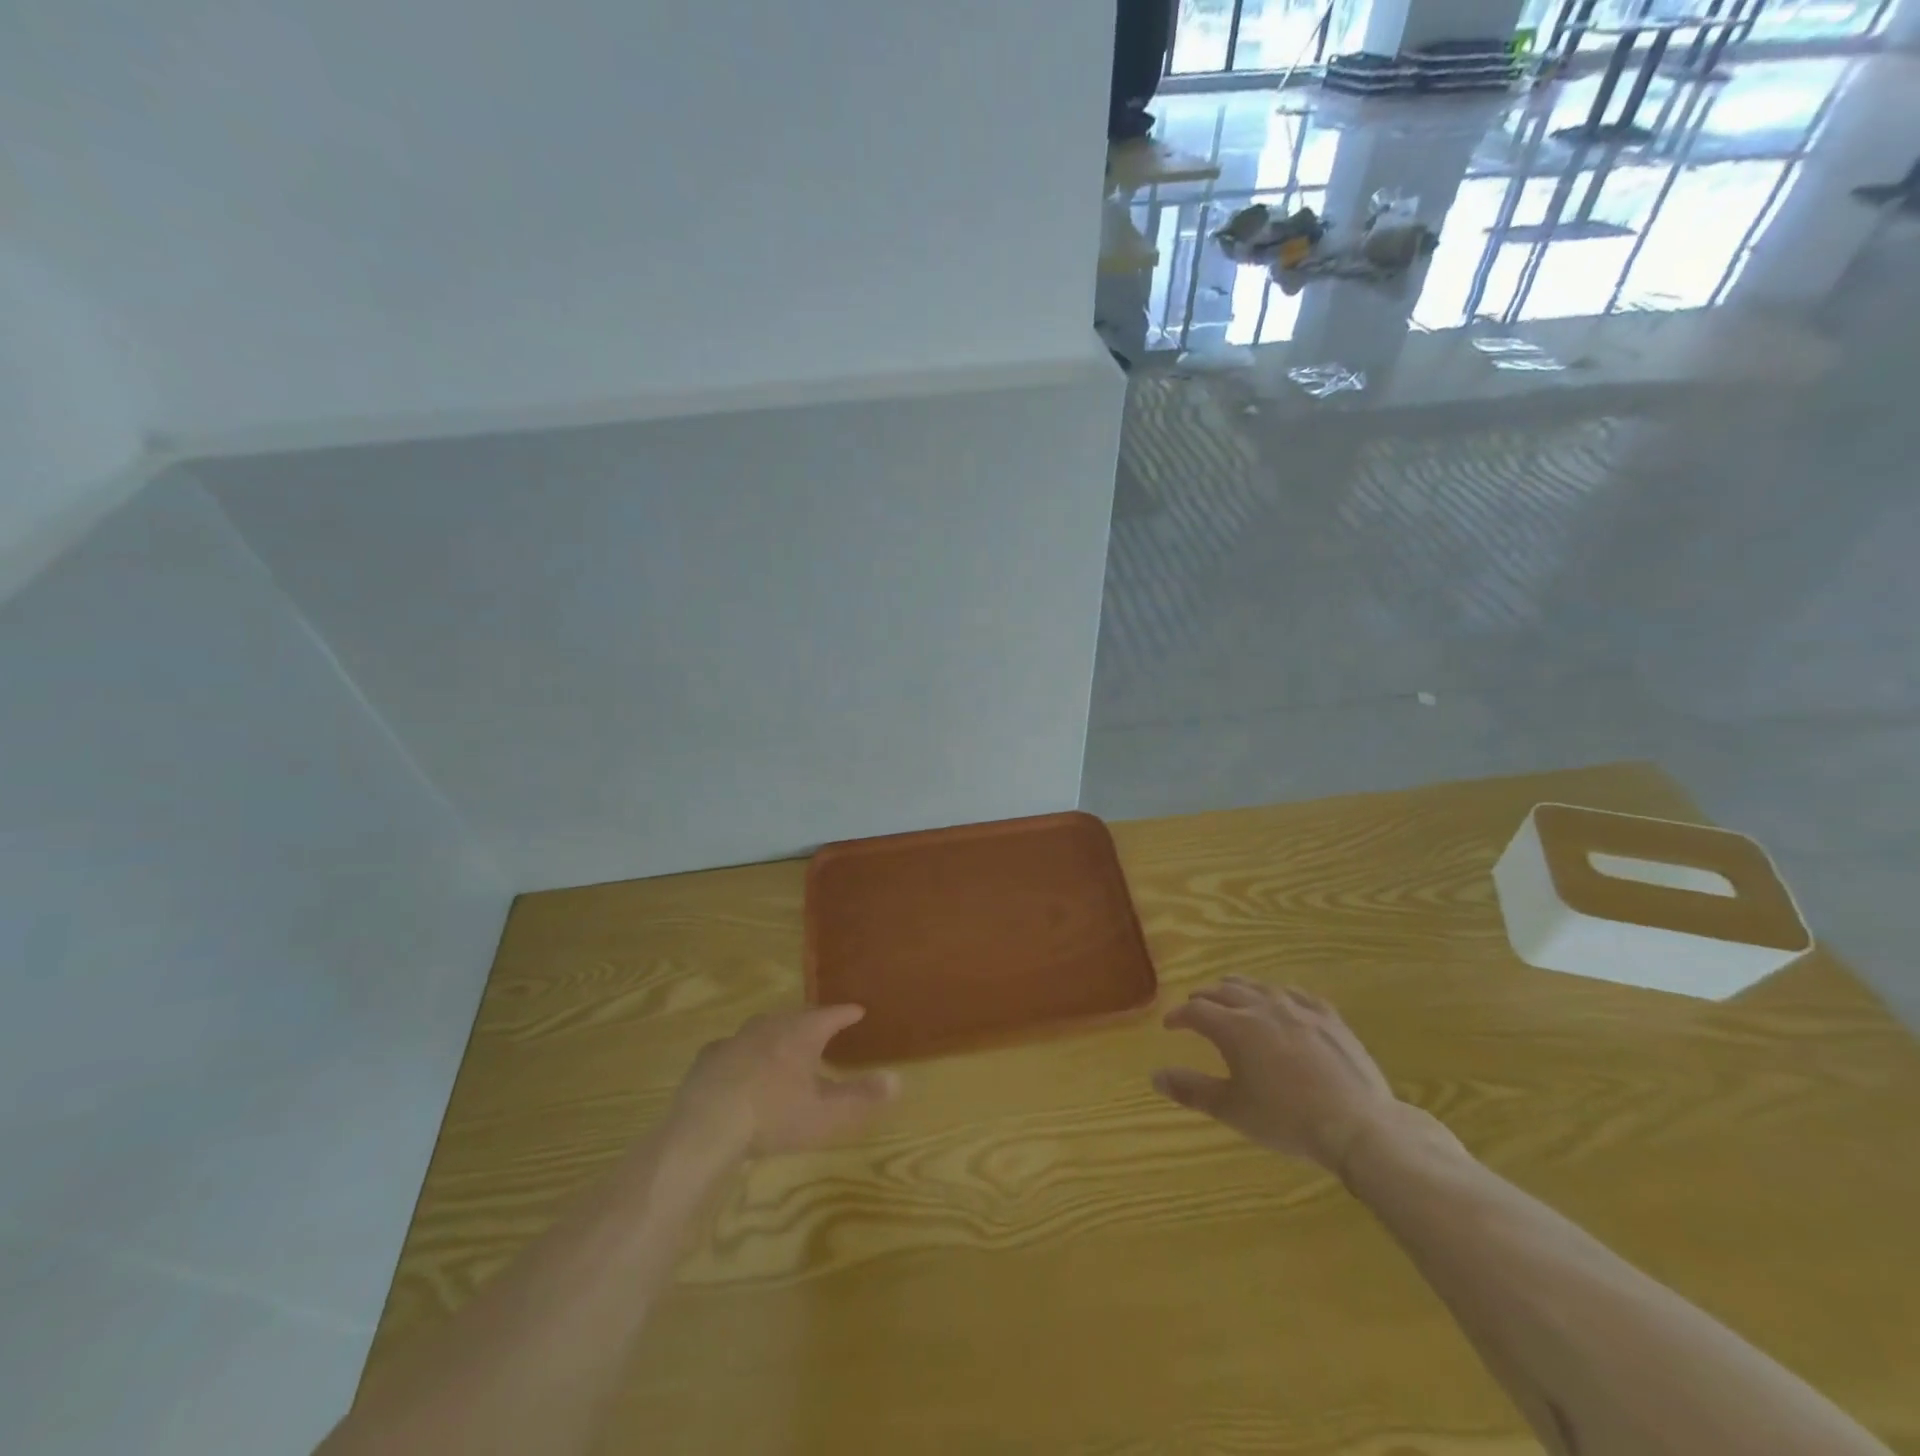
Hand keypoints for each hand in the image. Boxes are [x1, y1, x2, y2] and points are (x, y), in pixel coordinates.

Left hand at [670, 1005, 898, 1159]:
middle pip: (797, 1017)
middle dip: (812, 1021)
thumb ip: (861, 1096)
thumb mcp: (825, 1112)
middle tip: (823, 1028)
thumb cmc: (774, 1115)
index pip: (831, 1015)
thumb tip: (898, 1079)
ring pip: (765, 1028)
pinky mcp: (710, 1057)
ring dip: (779, 1034)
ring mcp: (737, 1038)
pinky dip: (745, 1052)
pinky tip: (742, 1066)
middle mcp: (771, 1026)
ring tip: (786, 1045)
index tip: (858, 1010)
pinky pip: (735, 1048)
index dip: (846, 1013)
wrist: (707, 1124)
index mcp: (802, 1033)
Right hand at [1152, 978, 1399, 1174]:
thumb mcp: (1232, 1110)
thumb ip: (1192, 1089)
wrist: (1358, 1125)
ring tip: (1230, 995)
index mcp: (1234, 1027)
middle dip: (1205, 997)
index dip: (1179, 1016)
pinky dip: (1278, 995)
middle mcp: (1261, 1007)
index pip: (1195, 1011)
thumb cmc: (1287, 1120)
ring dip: (1238, 989)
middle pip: (1224, 991)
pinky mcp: (1328, 1016)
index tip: (1170, 1025)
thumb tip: (1155, 1076)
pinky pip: (1296, 994)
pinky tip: (1281, 1001)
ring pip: (1258, 986)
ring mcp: (1298, 1008)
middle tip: (1195, 1006)